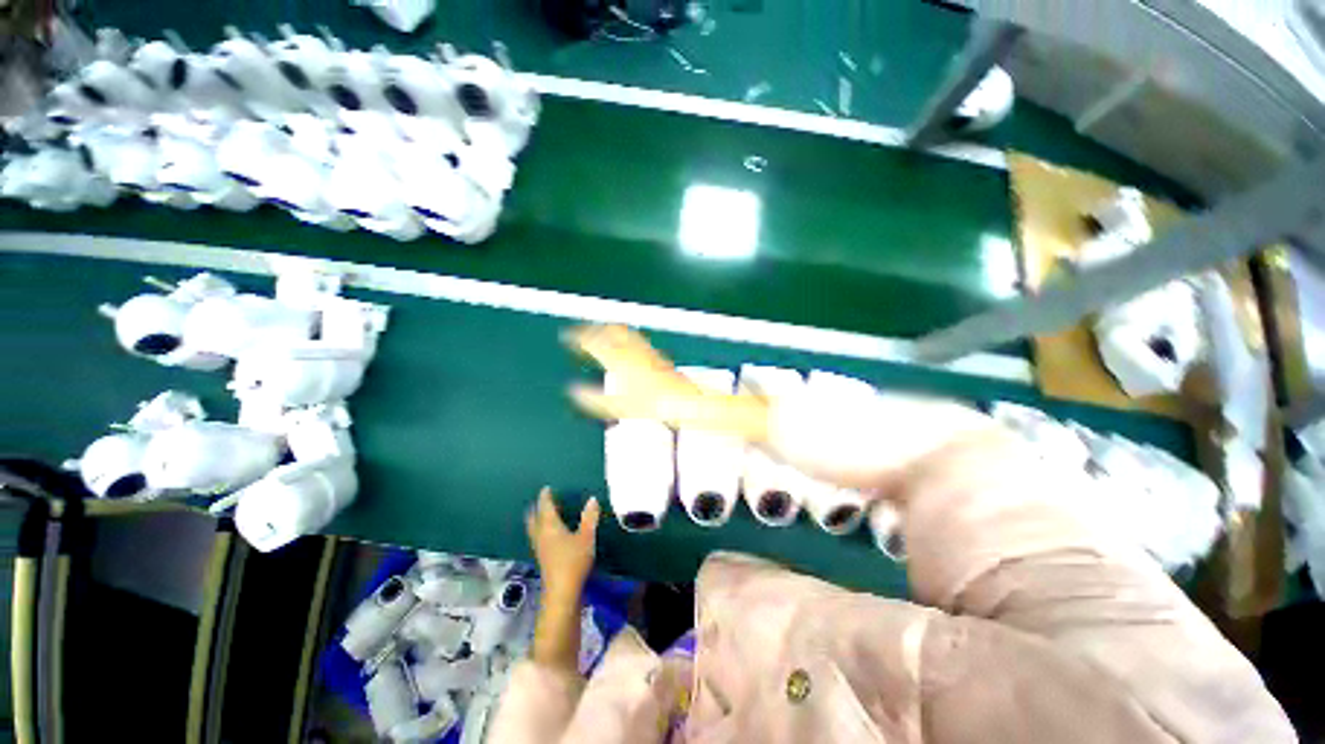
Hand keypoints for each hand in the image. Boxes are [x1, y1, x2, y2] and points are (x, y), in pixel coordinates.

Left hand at [526, 487, 599, 601]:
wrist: (562, 592)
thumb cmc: (573, 561)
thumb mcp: (586, 537)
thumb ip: (589, 517)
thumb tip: (592, 499)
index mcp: (549, 526)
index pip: (545, 507)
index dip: (545, 497)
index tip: (546, 489)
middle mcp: (541, 535)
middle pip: (534, 518)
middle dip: (537, 509)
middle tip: (541, 501)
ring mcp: (540, 549)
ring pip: (534, 529)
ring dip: (537, 520)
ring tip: (543, 515)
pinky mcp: (543, 559)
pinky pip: (538, 538)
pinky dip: (541, 531)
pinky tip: (549, 535)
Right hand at [563, 324, 769, 440]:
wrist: (685, 400)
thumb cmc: (653, 404)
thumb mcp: (619, 406)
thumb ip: (595, 398)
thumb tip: (573, 391)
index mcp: (621, 360)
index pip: (595, 342)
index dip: (579, 337)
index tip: (567, 336)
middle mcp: (633, 350)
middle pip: (611, 330)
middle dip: (594, 328)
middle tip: (581, 331)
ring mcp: (646, 351)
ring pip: (624, 332)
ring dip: (608, 330)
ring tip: (599, 333)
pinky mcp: (655, 356)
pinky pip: (634, 340)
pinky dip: (622, 338)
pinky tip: (624, 347)